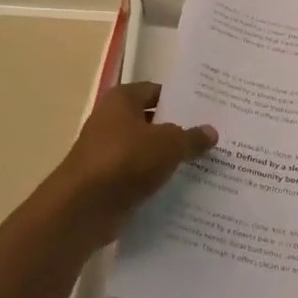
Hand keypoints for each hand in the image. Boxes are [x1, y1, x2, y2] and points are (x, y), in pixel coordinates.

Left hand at [50, 82, 216, 244]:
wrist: (84, 207)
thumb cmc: (126, 160)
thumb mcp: (169, 144)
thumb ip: (191, 137)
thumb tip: (211, 131)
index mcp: (122, 100)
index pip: (156, 91)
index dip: (180, 99)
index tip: (207, 110)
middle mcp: (111, 121)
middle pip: (152, 122)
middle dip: (179, 131)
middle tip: (214, 137)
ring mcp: (108, 153)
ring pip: (147, 152)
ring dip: (170, 159)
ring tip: (207, 164)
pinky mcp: (109, 182)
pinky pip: (140, 177)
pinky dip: (158, 182)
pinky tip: (185, 189)